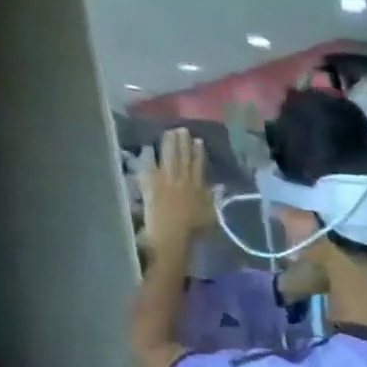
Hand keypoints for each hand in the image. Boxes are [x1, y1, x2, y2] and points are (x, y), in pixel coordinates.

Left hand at [140, 129, 215, 246]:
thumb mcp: (210, 216)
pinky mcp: (150, 186)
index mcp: (198, 189)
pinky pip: (149, 168)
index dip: (198, 153)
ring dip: (168, 145)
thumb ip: (212, 199)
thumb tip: (218, 186)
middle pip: (183, 159)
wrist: (171, 236)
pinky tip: (148, 148)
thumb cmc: (193, 231)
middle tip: (181, 129)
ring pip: (168, 159)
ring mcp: (165, 182)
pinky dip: (149, 158)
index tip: (197, 140)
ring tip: (168, 133)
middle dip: (183, 144)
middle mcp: (182, 182)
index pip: (198, 167)